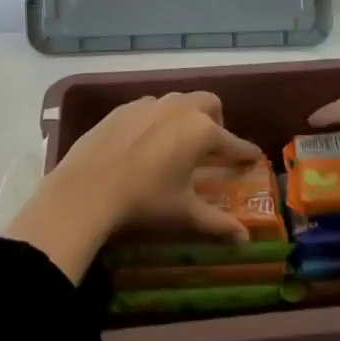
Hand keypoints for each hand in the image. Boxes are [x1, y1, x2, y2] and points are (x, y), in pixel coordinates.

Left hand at [8, 93, 263, 281]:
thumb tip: (244, 239)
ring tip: (178, 143)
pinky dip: (156, 120)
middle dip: (217, 120)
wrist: (86, 189)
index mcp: (201, 131)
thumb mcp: (184, 214)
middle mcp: (179, 109)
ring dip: (185, 116)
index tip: (253, 157)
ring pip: (177, 101)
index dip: (245, 152)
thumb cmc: (145, 201)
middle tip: (212, 147)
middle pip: (209, 103)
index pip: (232, 141)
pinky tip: (146, 143)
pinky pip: (149, 107)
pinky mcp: (123, 109)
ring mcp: (148, 104)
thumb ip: (217, 224)